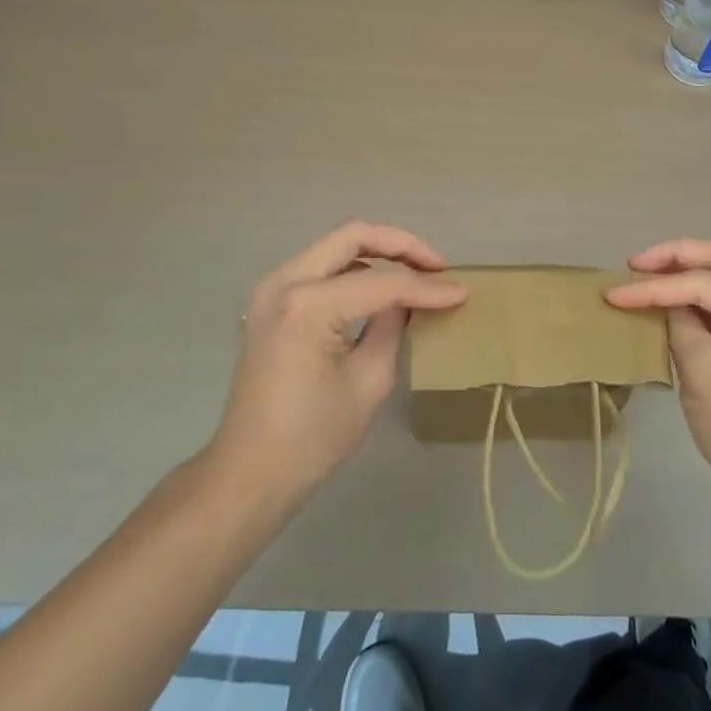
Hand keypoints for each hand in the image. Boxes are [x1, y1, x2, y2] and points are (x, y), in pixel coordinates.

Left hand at [206, 221, 467, 506]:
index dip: (426, 287)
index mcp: (308, 305)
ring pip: (336, 245)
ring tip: (416, 275)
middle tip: (436, 266)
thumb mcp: (369, 381)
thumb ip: (394, 326)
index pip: (382, 282)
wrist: (247, 475)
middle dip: (401, 245)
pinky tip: (381, 289)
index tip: (462, 292)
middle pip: (353, 235)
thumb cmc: (312, 438)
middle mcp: (285, 282)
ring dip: (378, 252)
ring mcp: (273, 288)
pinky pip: (321, 267)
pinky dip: (354, 268)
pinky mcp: (272, 301)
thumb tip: (413, 299)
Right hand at [607, 240, 710, 519]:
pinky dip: (697, 304)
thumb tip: (663, 301)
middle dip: (678, 257)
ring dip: (687, 276)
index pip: (706, 283)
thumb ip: (680, 326)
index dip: (656, 286)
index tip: (613, 292)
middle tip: (637, 263)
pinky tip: (669, 306)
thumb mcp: (706, 375)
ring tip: (646, 277)